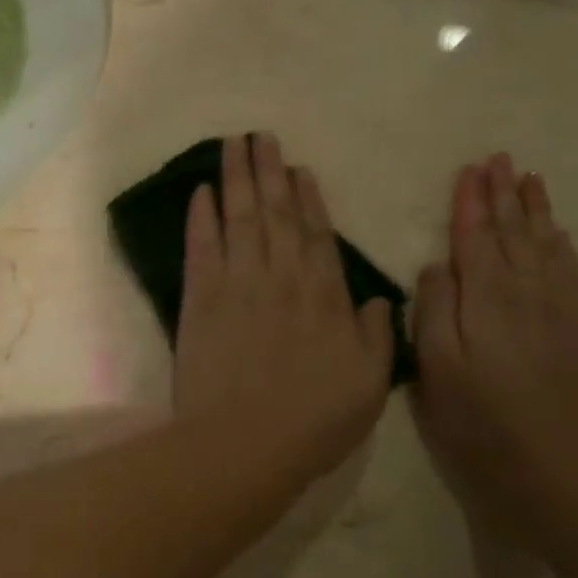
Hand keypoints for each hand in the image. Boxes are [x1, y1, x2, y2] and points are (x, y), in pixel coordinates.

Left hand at [174, 134, 394, 472]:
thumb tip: (378, 298)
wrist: (245, 441)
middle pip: (275, 213)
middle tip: (261, 136)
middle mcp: (282, 276)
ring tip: (233, 144)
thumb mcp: (370, 383)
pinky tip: (200, 191)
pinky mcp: (200, 297)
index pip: (316, 234)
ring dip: (237, 178)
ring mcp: (238, 282)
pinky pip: (202, 245)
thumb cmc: (314, 419)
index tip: (298, 168)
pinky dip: (201, 216)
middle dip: (268, 172)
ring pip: (240, 217)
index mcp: (325, 295)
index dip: (307, 198)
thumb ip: (377, 335)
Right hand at [411, 153, 577, 521]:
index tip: (470, 170)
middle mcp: (526, 291)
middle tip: (500, 159)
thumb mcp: (433, 364)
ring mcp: (560, 309)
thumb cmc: (475, 416)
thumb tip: (438, 265)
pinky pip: (572, 272)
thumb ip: (432, 307)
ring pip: (546, 245)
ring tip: (530, 179)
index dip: (471, 202)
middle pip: (514, 231)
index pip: (475, 236)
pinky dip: (562, 245)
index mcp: (485, 297)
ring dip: (536, 210)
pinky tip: (558, 233)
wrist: (549, 464)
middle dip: (504, 193)